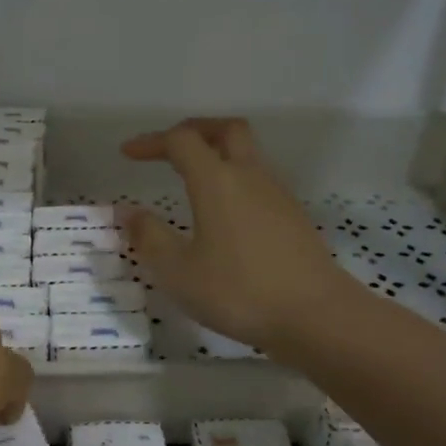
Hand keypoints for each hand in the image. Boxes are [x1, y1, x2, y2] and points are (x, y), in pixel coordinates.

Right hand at [120, 118, 345, 355]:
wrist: (316, 316)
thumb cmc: (239, 292)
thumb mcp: (179, 272)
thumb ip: (150, 237)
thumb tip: (128, 212)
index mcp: (217, 181)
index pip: (181, 141)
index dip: (152, 141)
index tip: (128, 154)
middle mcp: (249, 176)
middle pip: (225, 130)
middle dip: (194, 130)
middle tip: (169, 148)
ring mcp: (277, 195)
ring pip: (247, 153)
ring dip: (217, 154)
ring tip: (192, 179)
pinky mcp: (293, 217)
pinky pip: (259, 181)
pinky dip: (235, 180)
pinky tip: (223, 213)